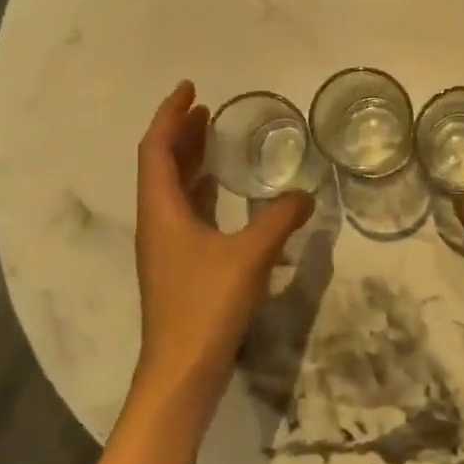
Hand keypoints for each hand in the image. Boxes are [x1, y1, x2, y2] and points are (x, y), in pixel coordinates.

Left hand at [131, 81, 312, 414]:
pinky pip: (187, 213)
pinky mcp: (180, 268)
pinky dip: (203, 192)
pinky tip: (225, 194)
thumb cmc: (206, 306)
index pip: (157, 150)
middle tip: (206, 110)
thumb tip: (306, 194)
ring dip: (190, 161)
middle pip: (162, 166)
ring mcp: (167, 248)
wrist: (182, 373)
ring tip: (214, 139)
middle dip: (181, 134)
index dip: (170, 116)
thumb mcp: (250, 255)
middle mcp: (157, 224)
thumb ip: (280, 219)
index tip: (190, 89)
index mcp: (162, 211)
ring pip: (173, 191)